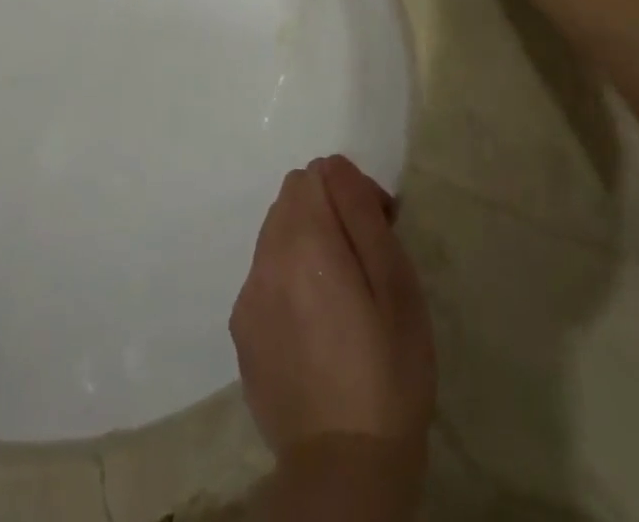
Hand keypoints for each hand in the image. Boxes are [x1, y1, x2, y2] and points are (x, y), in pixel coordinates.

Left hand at [230, 157, 434, 458]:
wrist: (344, 469)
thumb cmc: (387, 370)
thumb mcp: (396, 284)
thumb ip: (361, 214)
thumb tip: (338, 169)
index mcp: (305, 240)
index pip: (317, 172)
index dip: (352, 190)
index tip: (379, 227)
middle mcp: (266, 255)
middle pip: (292, 197)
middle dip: (327, 209)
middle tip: (363, 258)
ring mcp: (248, 293)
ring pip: (276, 232)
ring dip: (305, 241)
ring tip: (339, 293)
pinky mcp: (242, 328)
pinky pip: (265, 273)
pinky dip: (288, 276)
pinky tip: (315, 323)